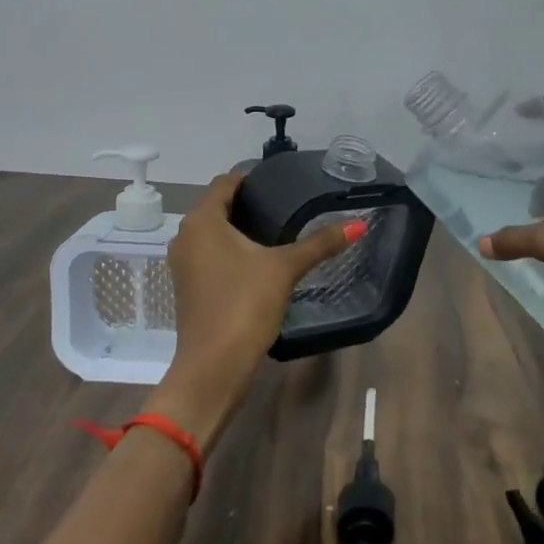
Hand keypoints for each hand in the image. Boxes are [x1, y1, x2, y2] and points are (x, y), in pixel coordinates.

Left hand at [153, 172, 361, 453]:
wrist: (214, 367)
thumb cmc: (244, 305)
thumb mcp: (285, 268)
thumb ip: (320, 243)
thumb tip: (359, 224)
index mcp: (202, 221)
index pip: (225, 183)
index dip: (251, 177)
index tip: (280, 179)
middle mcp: (186, 236)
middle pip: (217, 206)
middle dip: (248, 202)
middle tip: (285, 202)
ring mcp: (183, 264)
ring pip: (213, 232)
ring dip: (239, 227)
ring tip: (277, 228)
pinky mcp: (189, 287)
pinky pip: (210, 254)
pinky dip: (231, 249)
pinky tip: (259, 259)